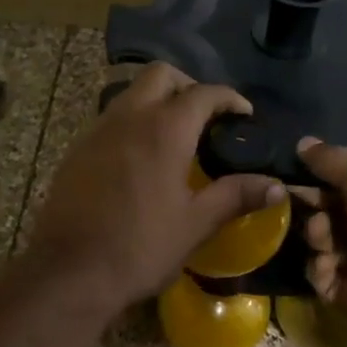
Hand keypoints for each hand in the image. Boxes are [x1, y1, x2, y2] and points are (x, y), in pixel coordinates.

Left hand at [25, 64, 286, 312]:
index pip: (204, 93)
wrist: (69, 271)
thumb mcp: (196, 224)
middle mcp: (129, 117)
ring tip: (175, 134)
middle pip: (160, 75)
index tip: (244, 114)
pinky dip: (132, 121)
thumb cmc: (140, 247)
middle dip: (188, 85)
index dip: (229, 98)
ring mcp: (97, 130)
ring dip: (156, 100)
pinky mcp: (77, 150)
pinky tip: (140, 157)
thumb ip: (236, 196)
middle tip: (206, 115)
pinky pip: (110, 118)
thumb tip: (277, 185)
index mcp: (164, 129)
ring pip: (130, 93)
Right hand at [296, 138, 346, 346]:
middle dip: (314, 202)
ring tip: (323, 234)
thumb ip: (334, 161)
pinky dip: (320, 267)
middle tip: (292, 197)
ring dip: (317, 233)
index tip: (296, 167)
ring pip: (325, 240)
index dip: (325, 172)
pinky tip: (328, 263)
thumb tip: (303, 142)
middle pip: (334, 209)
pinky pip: (322, 274)